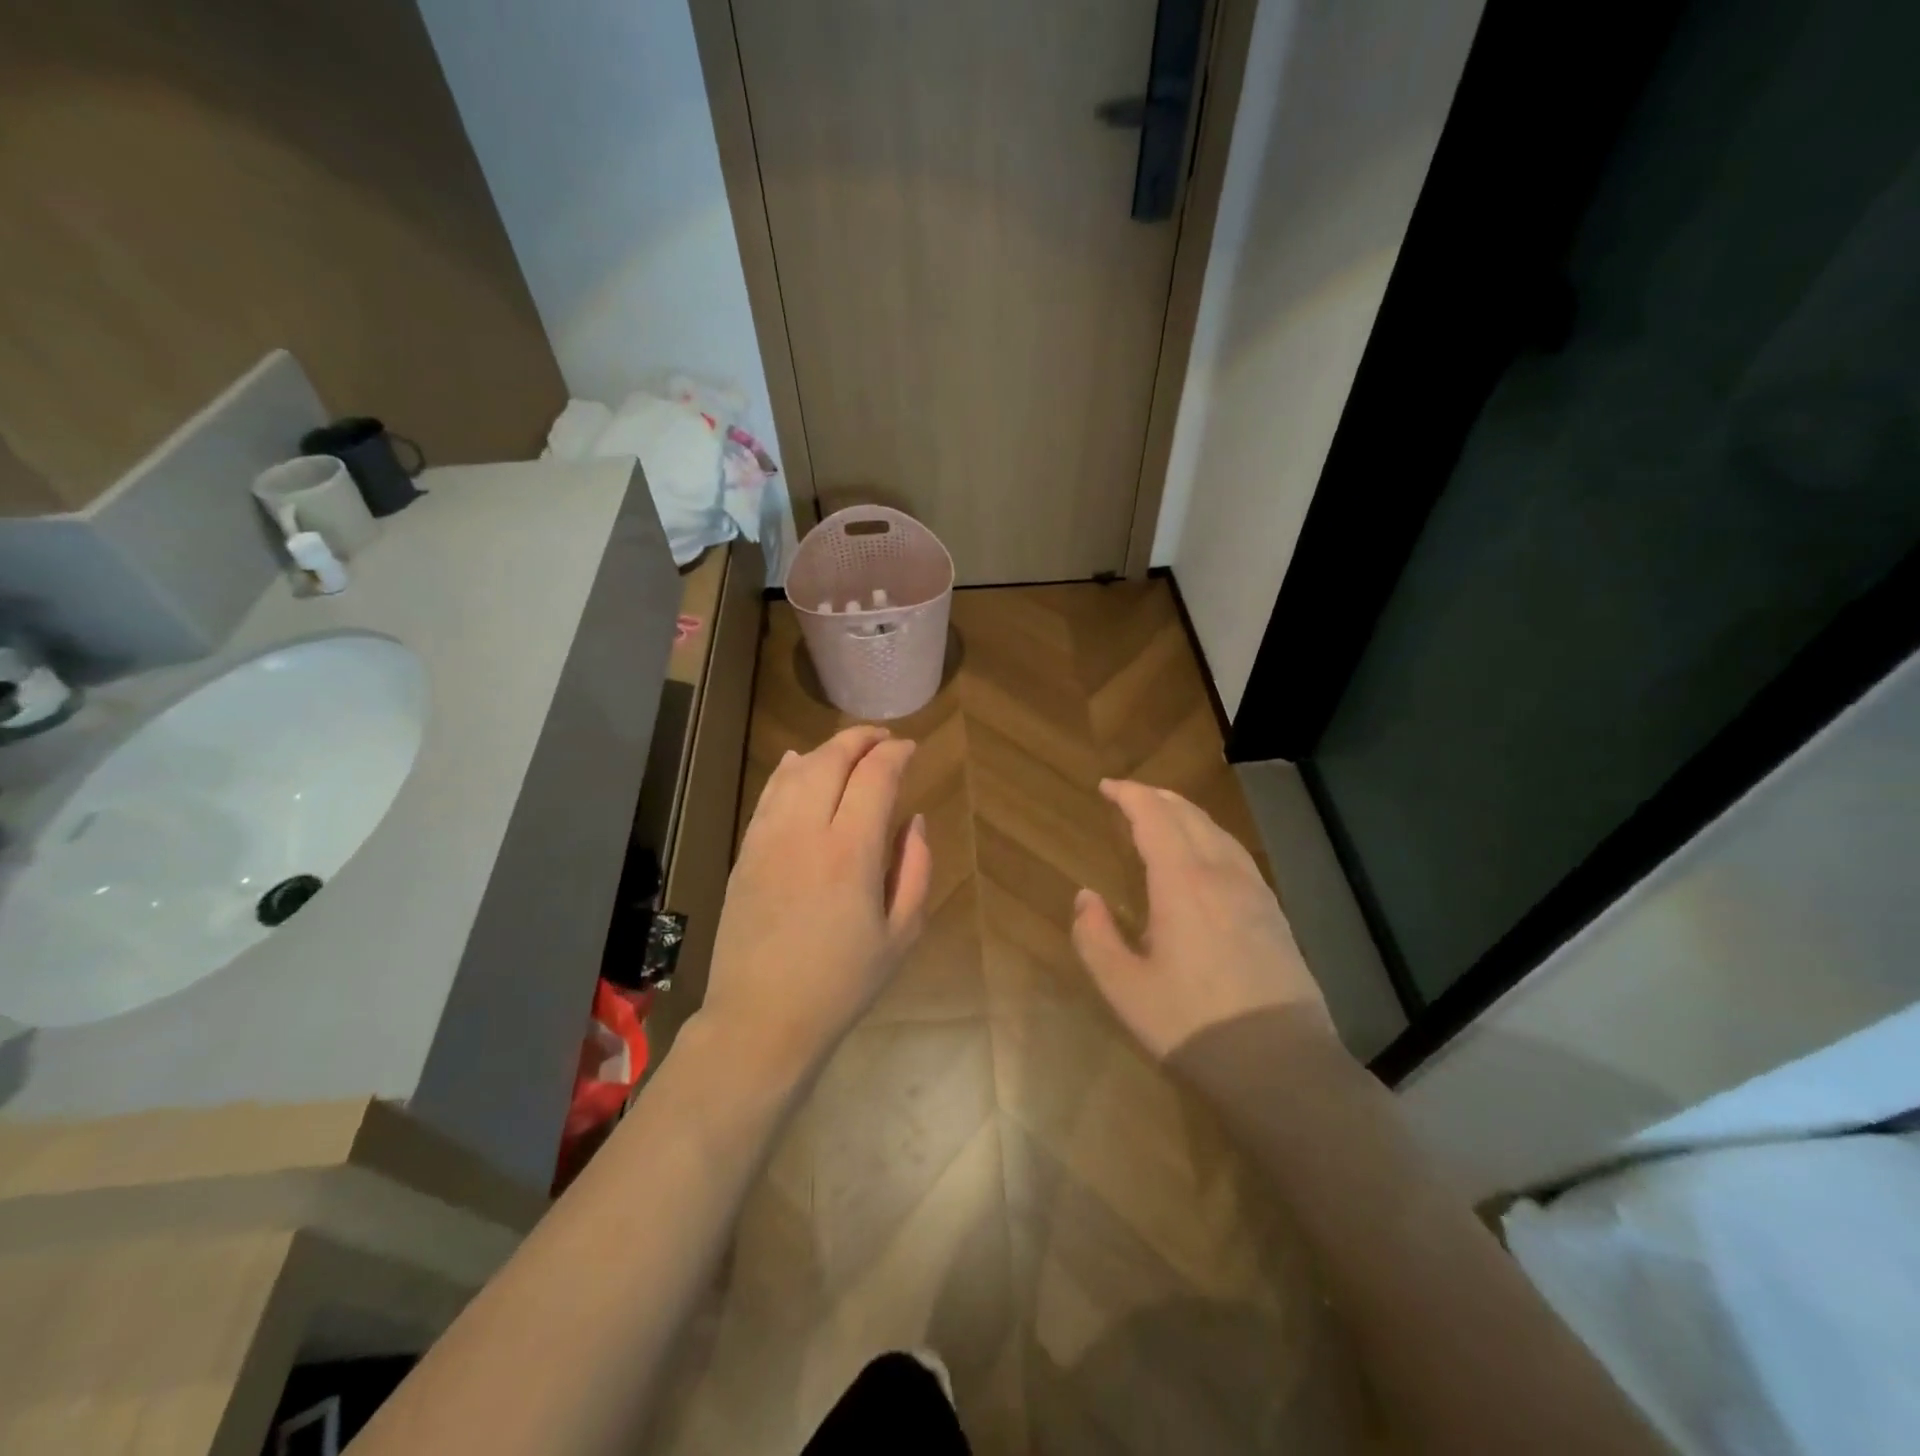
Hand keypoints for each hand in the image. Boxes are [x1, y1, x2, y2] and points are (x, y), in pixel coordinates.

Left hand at [698, 725, 931, 1079]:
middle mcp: (806, 832)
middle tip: (883, 738)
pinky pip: (768, 795)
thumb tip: (915, 821)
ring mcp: (768, 839)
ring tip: (849, 748)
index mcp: (851, 852)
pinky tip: (797, 763)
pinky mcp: (745, 853)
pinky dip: (787, 771)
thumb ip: (916, 869)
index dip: (895, 753)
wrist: (762, 1019)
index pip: (875, 777)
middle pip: (831, 760)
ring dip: (826, 750)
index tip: (911, 749)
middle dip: (861, 739)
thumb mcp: (901, 934)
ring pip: (796, 771)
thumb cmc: (842, 984)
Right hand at [1071, 779, 1331, 1060]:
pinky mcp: (1275, 915)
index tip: (1106, 787)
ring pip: (1218, 832)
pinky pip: (1237, 855)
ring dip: (1185, 814)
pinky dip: (1210, 837)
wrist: (1282, 1067)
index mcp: (1183, 882)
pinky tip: (1206, 857)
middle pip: (1188, 815)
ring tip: (1163, 815)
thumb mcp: (1124, 988)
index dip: (1129, 795)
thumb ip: (1094, 937)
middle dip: (1156, 797)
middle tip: (1128, 796)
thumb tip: (1085, 897)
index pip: (1154, 817)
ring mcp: (1255, 893)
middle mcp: (1222, 874)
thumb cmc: (1192, 1025)